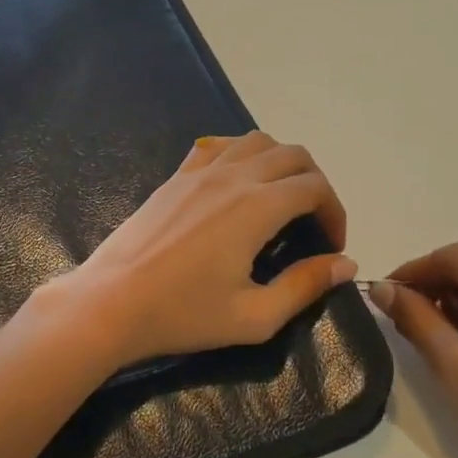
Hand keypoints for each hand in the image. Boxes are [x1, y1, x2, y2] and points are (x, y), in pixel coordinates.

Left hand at [36, 132, 355, 370]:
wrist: (110, 302)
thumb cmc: (182, 315)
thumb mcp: (254, 316)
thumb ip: (305, 285)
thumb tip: (346, 264)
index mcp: (257, 207)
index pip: (315, 187)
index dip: (335, 213)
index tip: (332, 247)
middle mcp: (232, 176)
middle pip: (292, 155)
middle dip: (315, 183)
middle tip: (313, 224)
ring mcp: (200, 171)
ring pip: (256, 140)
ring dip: (281, 161)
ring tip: (281, 199)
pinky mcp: (175, 177)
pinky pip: (217, 145)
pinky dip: (240, 153)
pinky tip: (237, 182)